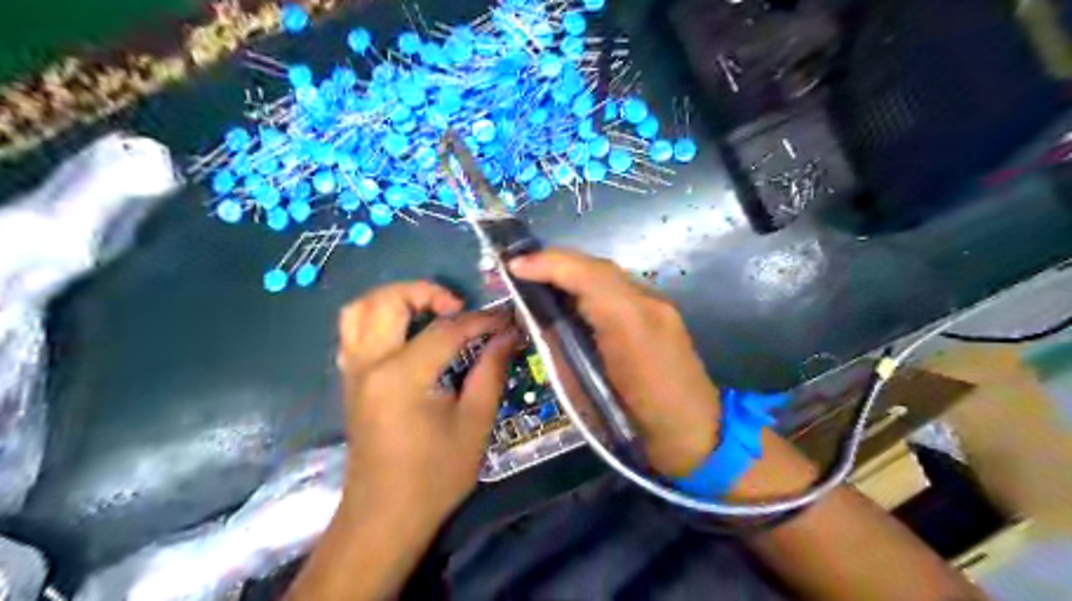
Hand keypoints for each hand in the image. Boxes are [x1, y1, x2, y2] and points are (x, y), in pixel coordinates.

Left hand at [337, 283, 515, 525]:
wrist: (385, 516)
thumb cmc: (434, 476)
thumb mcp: (475, 424)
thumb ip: (491, 371)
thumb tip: (508, 334)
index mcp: (402, 376)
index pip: (446, 330)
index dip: (481, 321)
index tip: (506, 322)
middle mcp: (370, 364)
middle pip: (388, 300)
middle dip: (427, 292)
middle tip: (458, 309)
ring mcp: (353, 371)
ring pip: (360, 309)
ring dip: (396, 299)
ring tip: (430, 312)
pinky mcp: (350, 381)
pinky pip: (353, 331)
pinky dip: (378, 318)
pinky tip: (406, 334)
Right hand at [508, 248, 718, 477]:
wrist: (696, 435)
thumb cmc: (636, 424)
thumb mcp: (586, 393)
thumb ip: (562, 349)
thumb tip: (537, 318)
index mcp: (630, 325)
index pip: (587, 276)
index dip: (549, 265)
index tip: (513, 266)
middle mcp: (648, 305)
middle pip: (598, 268)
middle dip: (557, 263)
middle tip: (521, 269)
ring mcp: (659, 307)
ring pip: (609, 275)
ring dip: (573, 272)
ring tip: (540, 278)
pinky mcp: (663, 313)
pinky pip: (620, 288)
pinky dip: (591, 285)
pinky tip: (572, 296)